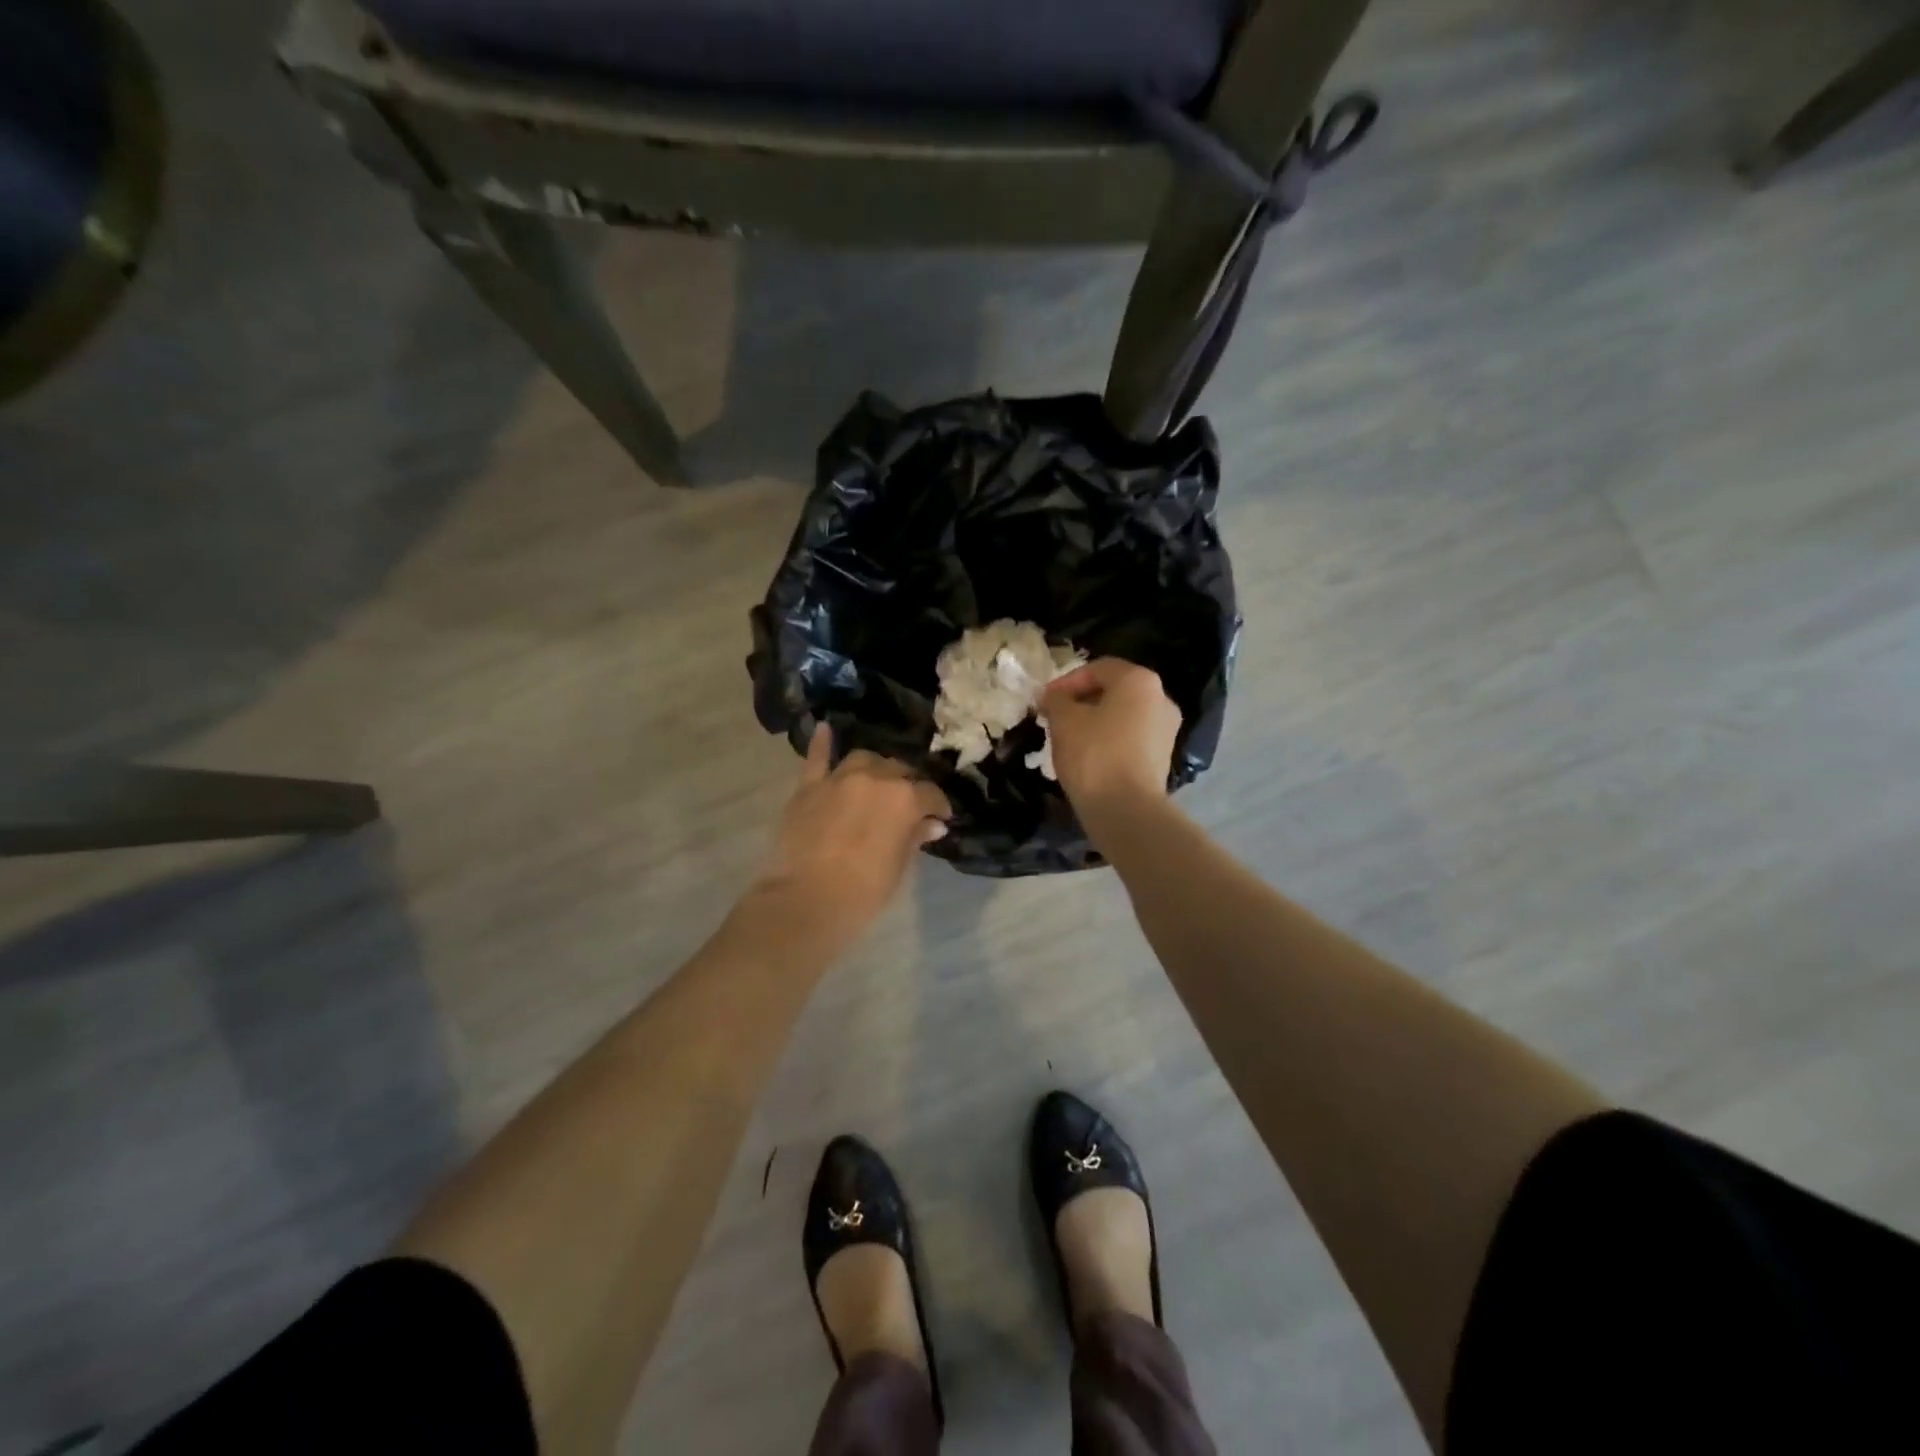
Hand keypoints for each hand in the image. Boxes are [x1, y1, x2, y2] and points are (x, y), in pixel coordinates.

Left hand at [756, 724, 950, 934]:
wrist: (806, 900)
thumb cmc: (863, 891)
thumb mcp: (898, 867)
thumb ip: (914, 837)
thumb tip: (932, 824)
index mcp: (904, 798)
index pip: (930, 794)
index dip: (938, 806)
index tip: (940, 818)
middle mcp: (875, 778)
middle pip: (898, 771)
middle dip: (908, 785)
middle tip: (909, 804)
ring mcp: (838, 779)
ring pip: (863, 760)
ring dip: (875, 767)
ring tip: (877, 779)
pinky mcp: (808, 787)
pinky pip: (816, 758)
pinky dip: (822, 744)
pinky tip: (825, 729)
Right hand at [1041, 658, 1182, 817]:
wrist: (1126, 810)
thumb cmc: (1094, 754)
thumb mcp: (1064, 720)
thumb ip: (1055, 700)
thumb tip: (1051, 696)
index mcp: (1139, 681)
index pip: (1097, 668)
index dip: (1066, 682)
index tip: (1044, 701)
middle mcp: (1160, 699)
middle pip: (1113, 691)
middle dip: (1081, 701)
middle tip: (1054, 718)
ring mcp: (1166, 730)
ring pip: (1122, 716)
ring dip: (1094, 722)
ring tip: (1067, 739)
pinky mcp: (1162, 758)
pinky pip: (1130, 739)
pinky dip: (1109, 741)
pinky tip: (1088, 757)